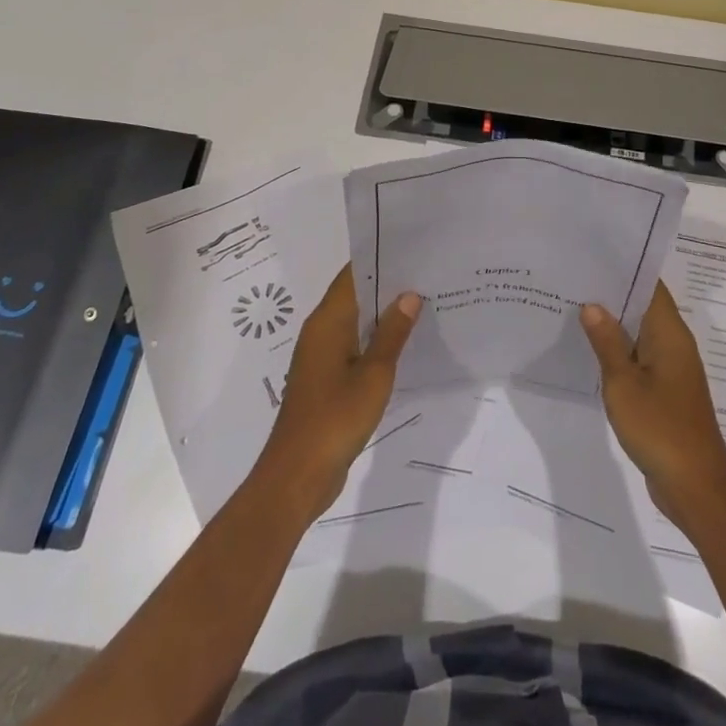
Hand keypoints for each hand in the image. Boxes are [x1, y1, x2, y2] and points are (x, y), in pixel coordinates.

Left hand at [252, 266, 420, 521]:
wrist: (298, 475)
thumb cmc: (336, 418)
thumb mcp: (374, 374)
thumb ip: (392, 333)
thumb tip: (410, 295)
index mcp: (328, 321)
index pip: (353, 274)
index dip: (381, 259)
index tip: (413, 250)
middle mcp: (320, 331)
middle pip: (355, 295)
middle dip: (388, 284)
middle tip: (427, 274)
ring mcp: (320, 356)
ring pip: (355, 321)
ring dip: (383, 313)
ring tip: (423, 303)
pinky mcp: (325, 378)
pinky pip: (353, 345)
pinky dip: (375, 339)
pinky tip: (403, 344)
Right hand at [581, 282, 725, 531]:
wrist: (695, 487)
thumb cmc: (660, 428)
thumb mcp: (623, 384)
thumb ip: (607, 342)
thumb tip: (592, 305)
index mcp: (670, 333)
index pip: (651, 286)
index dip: (626, 267)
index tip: (594, 255)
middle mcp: (675, 344)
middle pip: (644, 307)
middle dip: (613, 294)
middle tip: (574, 280)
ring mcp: (672, 369)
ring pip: (640, 334)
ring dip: (614, 324)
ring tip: (574, 308)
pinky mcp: (666, 391)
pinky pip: (640, 359)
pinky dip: (619, 351)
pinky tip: (591, 352)